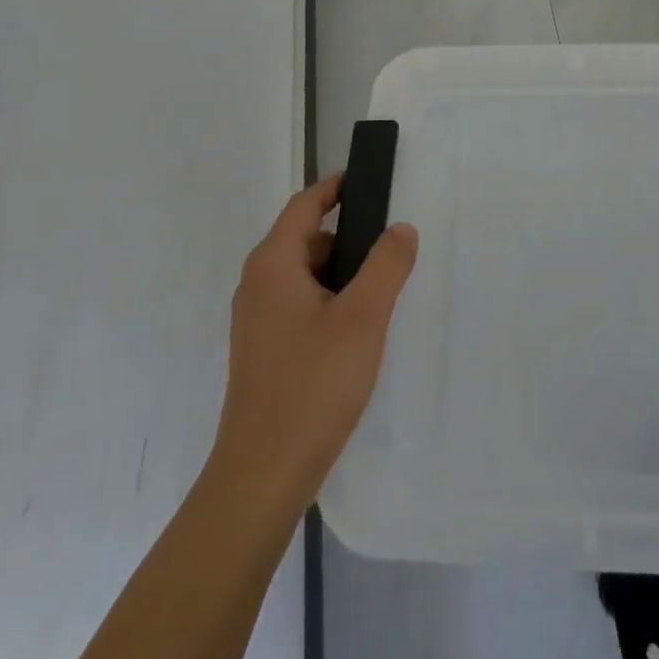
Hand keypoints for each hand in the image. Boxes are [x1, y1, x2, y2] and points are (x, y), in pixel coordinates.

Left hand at [212, 177, 418, 508]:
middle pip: (306, 239)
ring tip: (382, 291)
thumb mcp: (363, 317)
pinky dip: (330, 301)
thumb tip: (400, 228)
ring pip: (305, 276)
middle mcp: (258, 284)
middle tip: (391, 247)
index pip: (305, 204)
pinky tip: (358, 331)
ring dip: (342, 274)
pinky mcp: (264, 350)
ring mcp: (257, 320)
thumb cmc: (313, 385)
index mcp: (273, 264)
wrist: (262, 476)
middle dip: (348, 237)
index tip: (371, 181)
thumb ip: (387, 265)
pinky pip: (300, 305)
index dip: (337, 187)